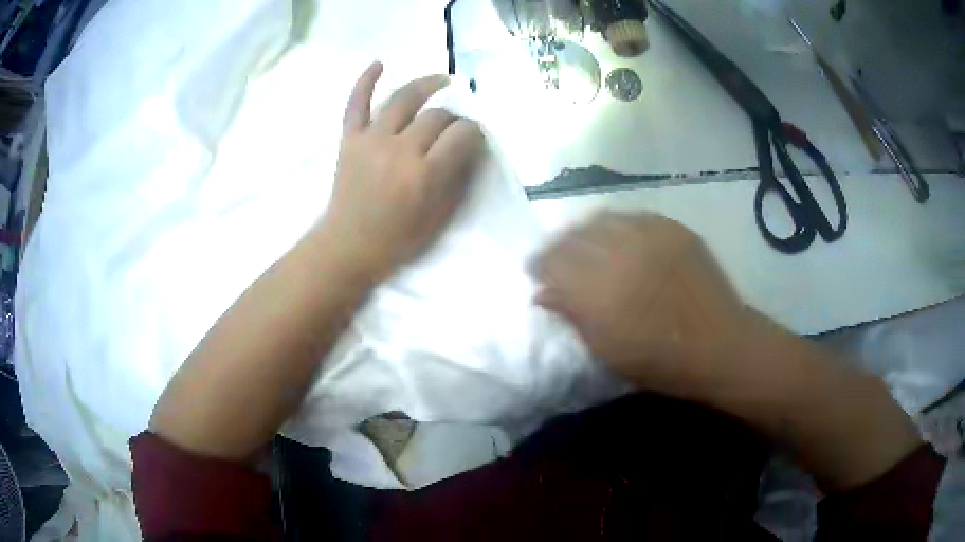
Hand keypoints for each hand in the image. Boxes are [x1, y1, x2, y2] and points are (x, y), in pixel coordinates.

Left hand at [319, 62, 485, 280]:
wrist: (347, 245)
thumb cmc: (397, 239)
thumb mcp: (438, 217)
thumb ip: (457, 179)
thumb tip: (470, 148)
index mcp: (424, 174)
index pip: (460, 135)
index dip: (473, 132)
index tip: (474, 137)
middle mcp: (399, 149)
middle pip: (436, 115)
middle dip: (453, 117)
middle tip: (454, 126)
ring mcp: (371, 140)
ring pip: (403, 98)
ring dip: (426, 84)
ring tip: (442, 81)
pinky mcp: (350, 138)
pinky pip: (357, 102)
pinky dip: (366, 81)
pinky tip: (379, 64)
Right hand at [532, 212, 759, 397]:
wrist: (721, 344)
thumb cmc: (661, 361)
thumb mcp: (608, 351)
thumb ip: (573, 316)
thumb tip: (542, 293)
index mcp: (601, 292)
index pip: (554, 262)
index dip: (540, 265)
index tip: (535, 272)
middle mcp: (623, 254)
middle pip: (574, 236)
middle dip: (559, 247)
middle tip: (556, 260)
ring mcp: (651, 235)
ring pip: (601, 219)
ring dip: (585, 233)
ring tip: (585, 247)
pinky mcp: (673, 228)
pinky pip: (633, 217)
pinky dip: (616, 227)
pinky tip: (619, 241)